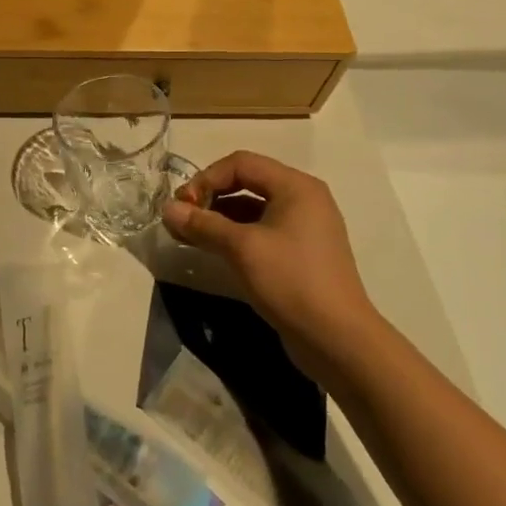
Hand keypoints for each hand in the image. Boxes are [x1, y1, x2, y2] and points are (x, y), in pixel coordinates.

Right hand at [161, 151, 375, 346]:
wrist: (339, 341)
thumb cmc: (291, 282)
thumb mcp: (241, 249)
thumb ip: (202, 224)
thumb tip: (166, 209)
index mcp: (296, 186)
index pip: (241, 163)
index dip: (206, 178)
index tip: (183, 205)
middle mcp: (303, 199)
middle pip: (247, 182)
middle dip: (211, 196)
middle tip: (183, 218)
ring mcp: (305, 227)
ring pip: (252, 208)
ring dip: (219, 217)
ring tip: (190, 236)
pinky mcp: (301, 253)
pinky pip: (262, 230)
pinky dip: (235, 235)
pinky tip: (214, 250)